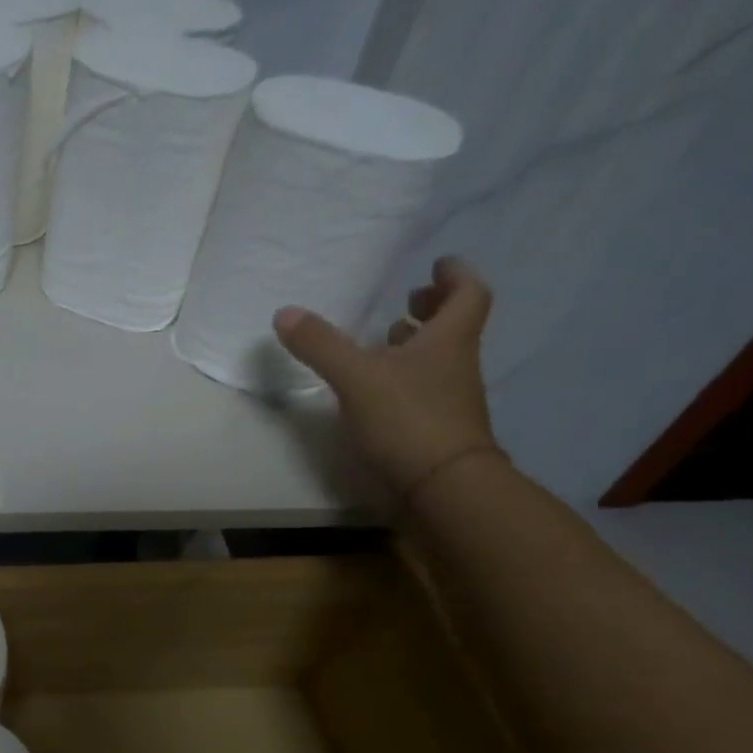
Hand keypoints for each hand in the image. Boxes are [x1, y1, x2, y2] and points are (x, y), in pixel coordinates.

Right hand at [272, 257, 498, 497]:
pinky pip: (424, 389)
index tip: (437, 266)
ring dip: (417, 345)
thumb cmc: (407, 419)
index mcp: (448, 340)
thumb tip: (285, 312)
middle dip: (433, 309)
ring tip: (387, 340)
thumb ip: (321, 345)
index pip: (468, 294)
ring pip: (438, 359)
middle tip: (410, 300)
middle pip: (455, 326)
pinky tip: (378, 389)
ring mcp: (450, 399)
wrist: (442, 485)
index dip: (456, 276)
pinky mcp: (436, 428)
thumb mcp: (356, 377)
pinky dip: (406, 379)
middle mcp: (456, 364)